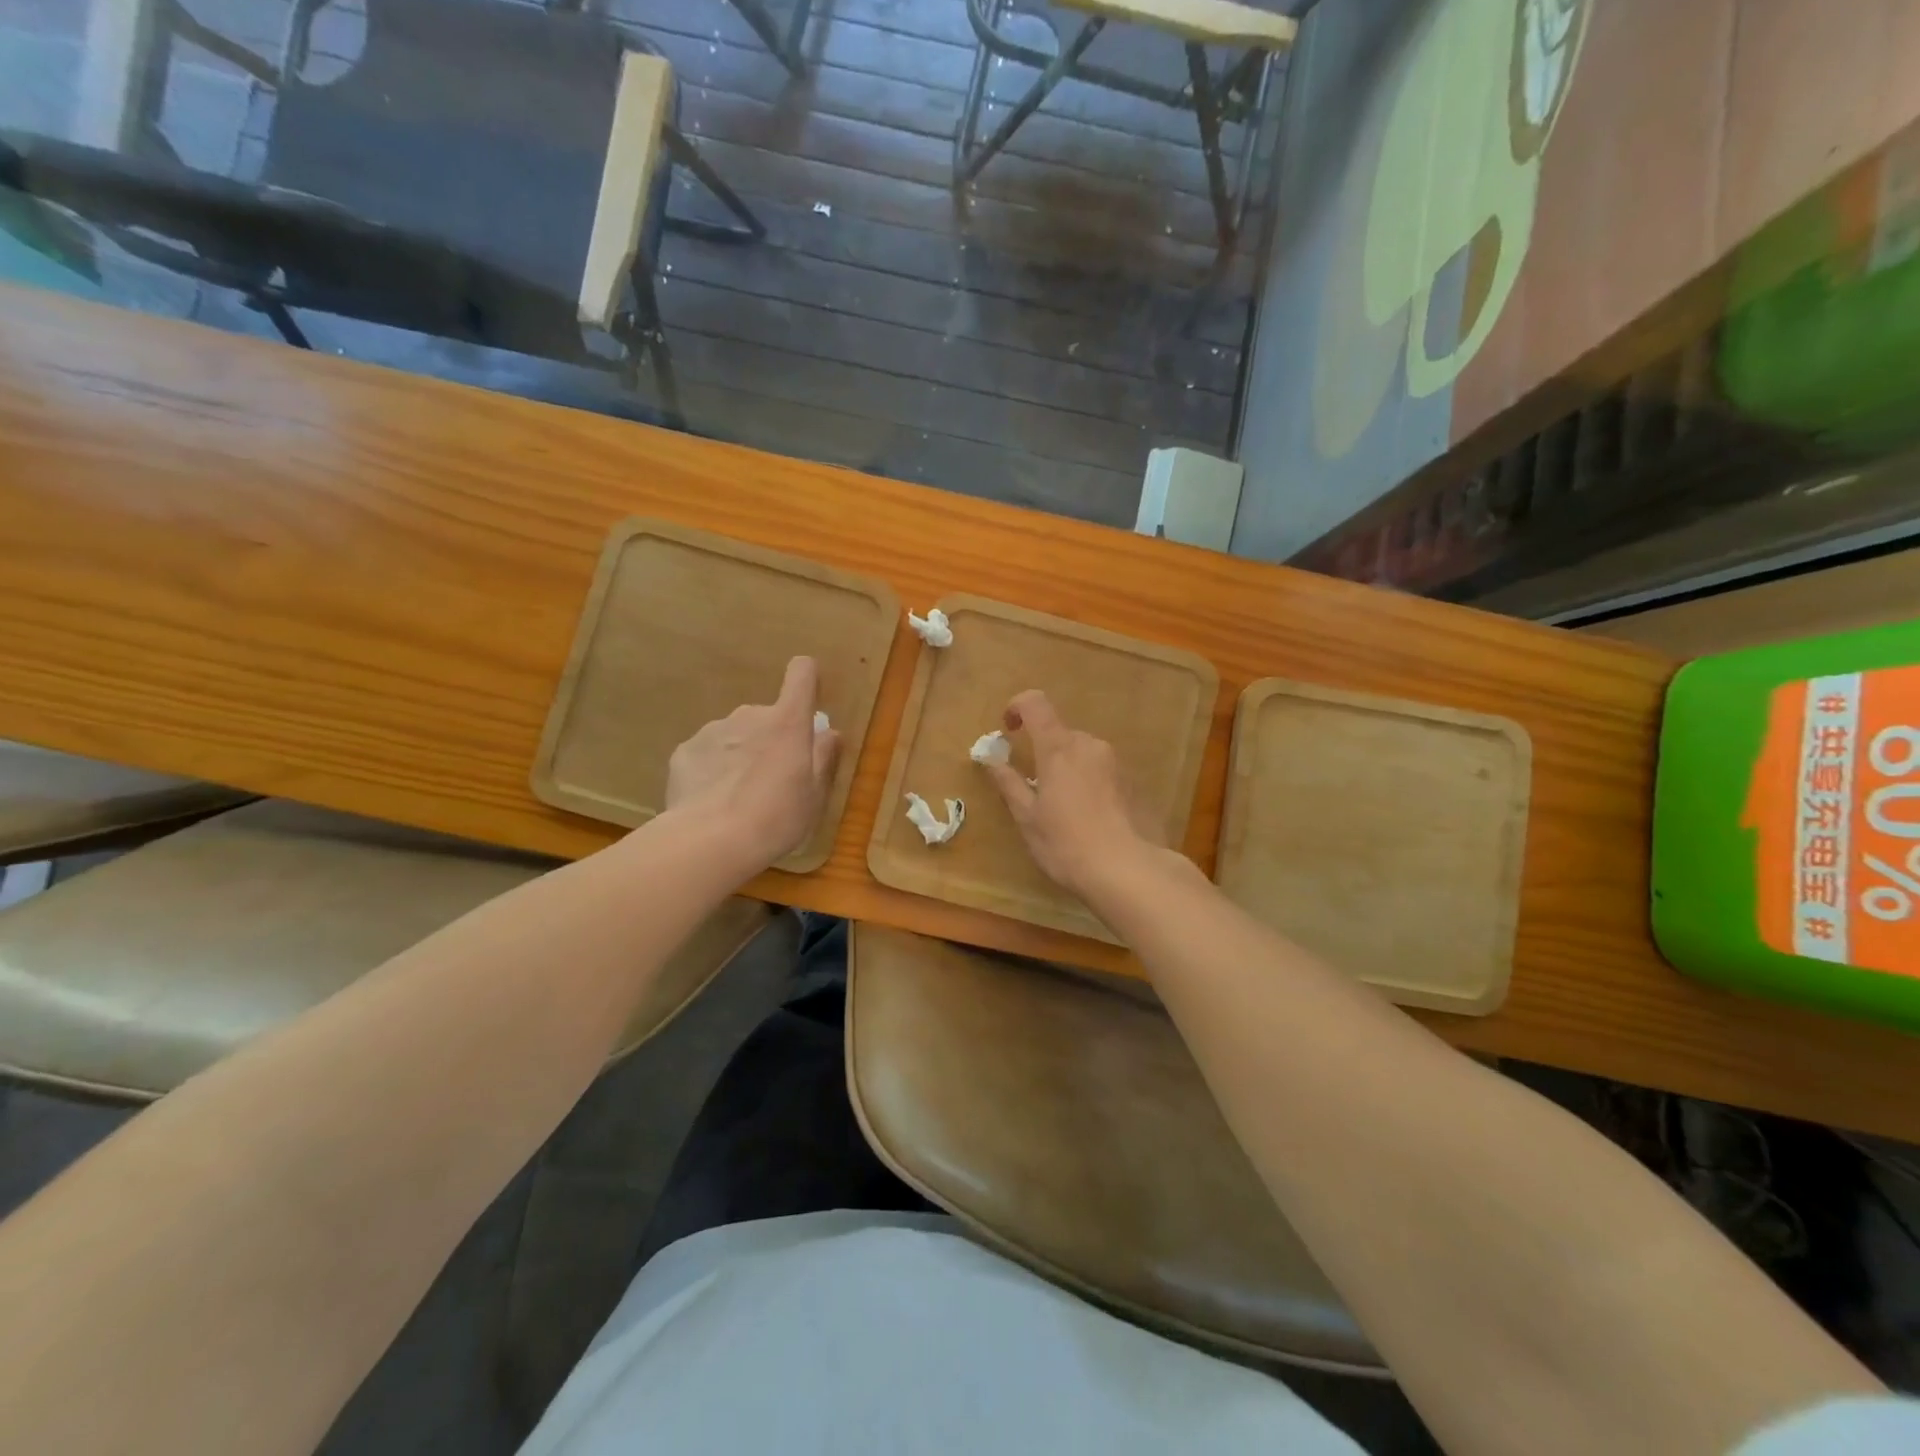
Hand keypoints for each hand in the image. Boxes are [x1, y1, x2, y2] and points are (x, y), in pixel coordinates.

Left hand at [665, 656, 839, 873]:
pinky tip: (711, 801)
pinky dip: (712, 769)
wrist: (710, 840)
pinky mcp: (684, 751)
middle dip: (771, 738)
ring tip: (738, 796)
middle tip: (772, 779)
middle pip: (767, 715)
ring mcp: (713, 730)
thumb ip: (823, 758)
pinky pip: (706, 753)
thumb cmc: (776, 817)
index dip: (807, 679)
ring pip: (735, 735)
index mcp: (787, 722)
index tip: (808, 701)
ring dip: (741, 754)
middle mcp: (749, 715)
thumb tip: (829, 732)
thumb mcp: (814, 795)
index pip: (801, 674)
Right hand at [981, 690, 1161, 900]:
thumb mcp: (1028, 818)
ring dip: (1069, 771)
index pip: (1035, 704)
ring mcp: (1117, 763)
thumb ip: (1009, 783)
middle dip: (1044, 753)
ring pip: (1084, 754)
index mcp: (1058, 748)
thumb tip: (991, 760)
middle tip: (1036, 791)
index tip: (1007, 730)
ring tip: (1065, 812)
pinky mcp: (1135, 783)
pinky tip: (1092, 821)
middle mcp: (1090, 745)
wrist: (1130, 871)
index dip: (1017, 707)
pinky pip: (1104, 773)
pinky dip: (1091, 785)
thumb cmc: (1067, 844)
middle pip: (1060, 734)